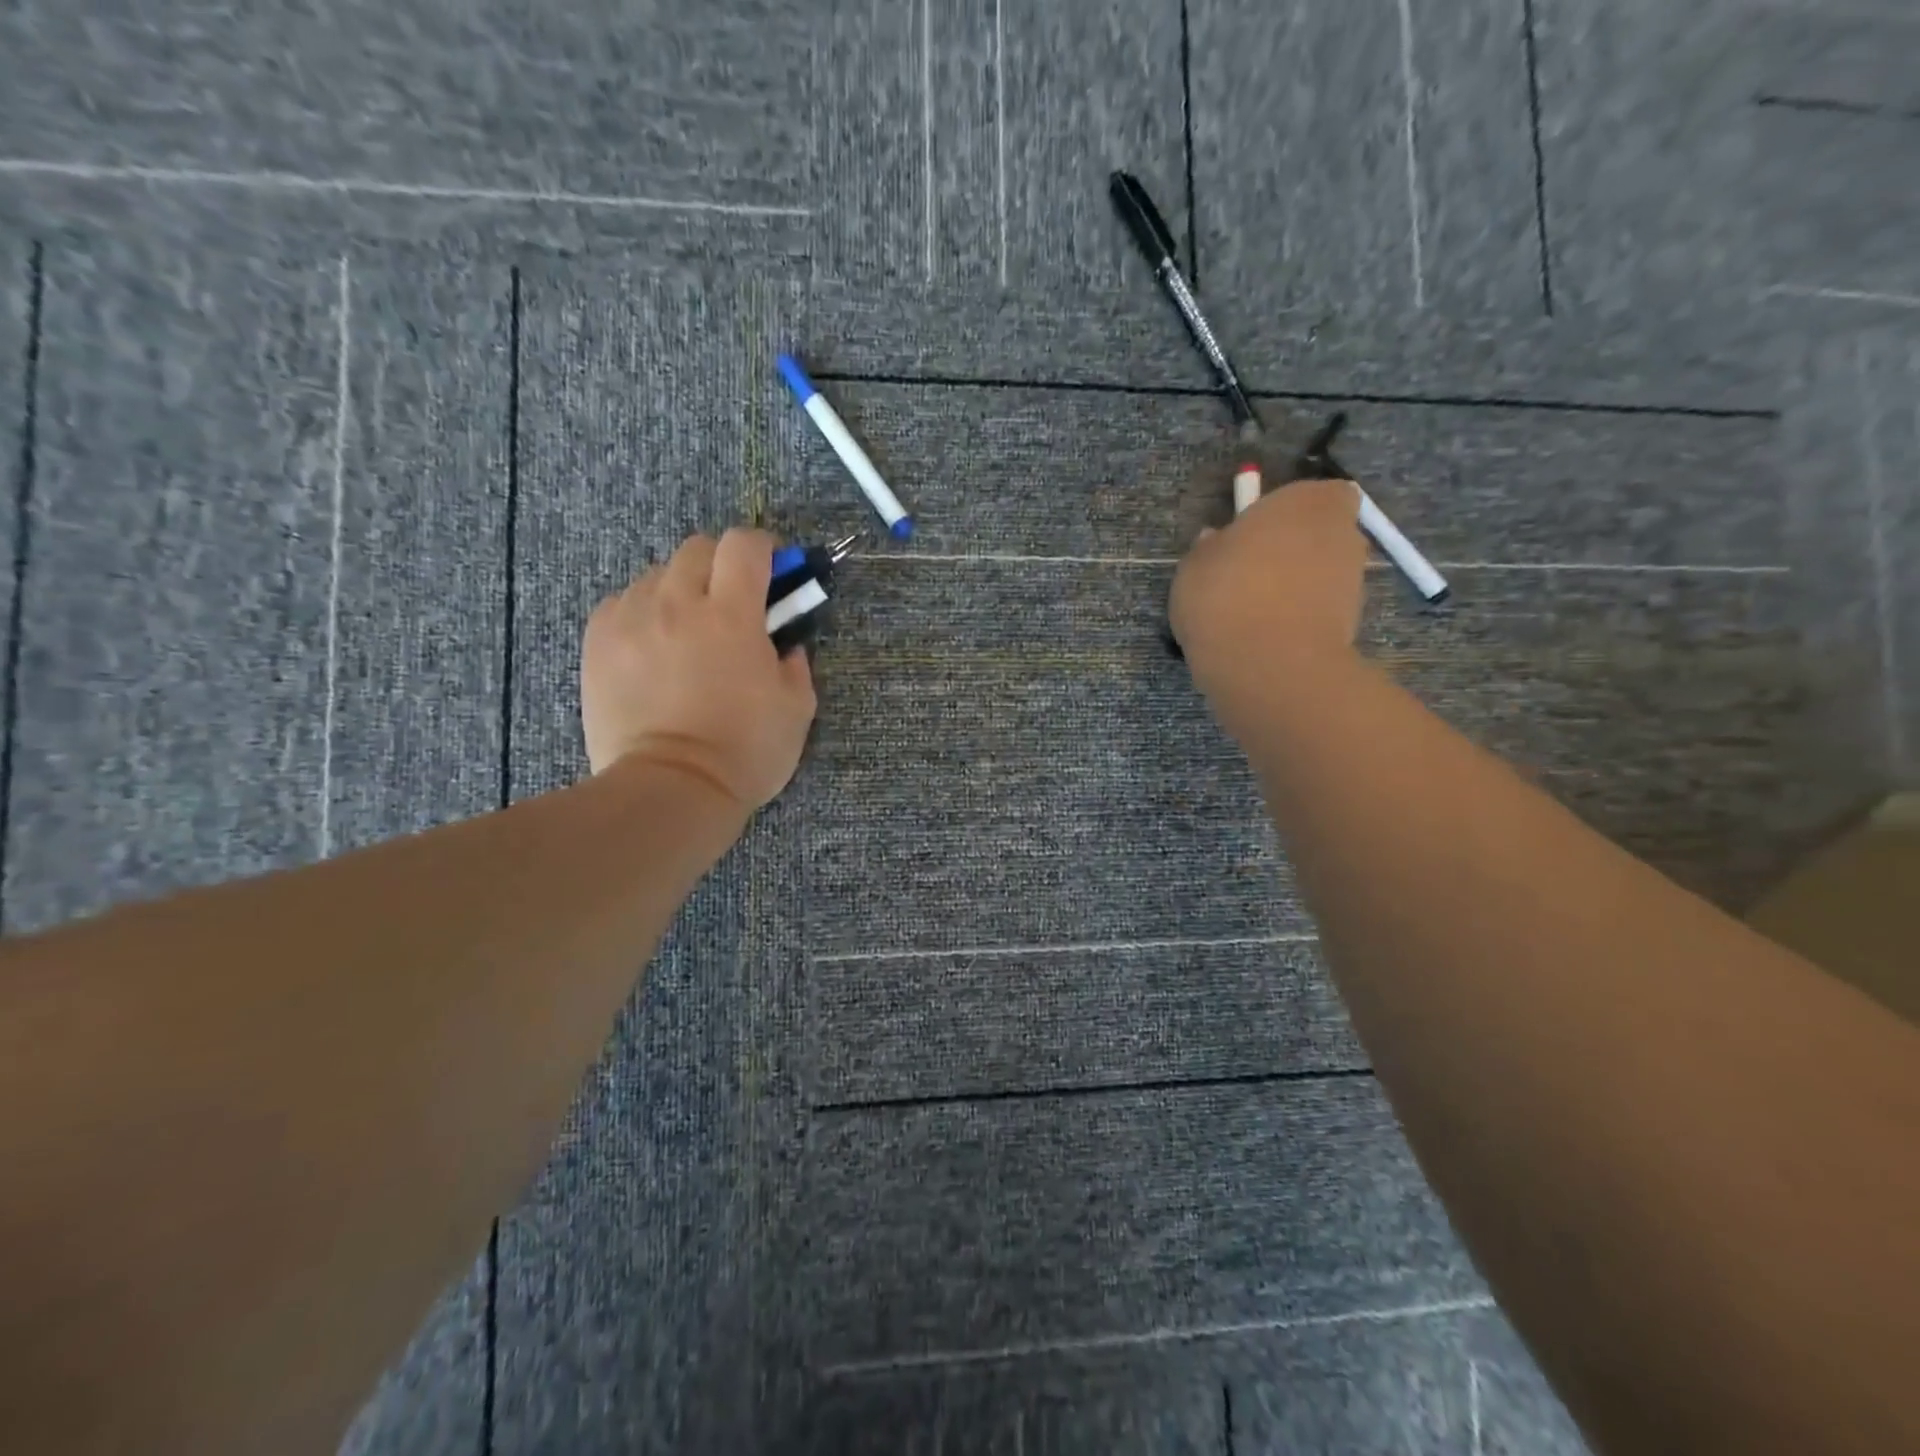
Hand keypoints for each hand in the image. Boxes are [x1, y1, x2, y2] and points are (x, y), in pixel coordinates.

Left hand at [580, 529, 816, 810]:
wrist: (671, 790)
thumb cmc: (745, 752)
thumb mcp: (797, 708)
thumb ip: (795, 662)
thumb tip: (783, 643)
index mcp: (732, 615)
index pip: (745, 545)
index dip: (763, 548)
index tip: (772, 569)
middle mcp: (677, 603)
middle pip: (697, 548)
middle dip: (721, 565)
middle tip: (731, 603)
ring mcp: (631, 619)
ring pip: (657, 574)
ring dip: (680, 590)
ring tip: (687, 630)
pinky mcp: (598, 641)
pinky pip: (623, 602)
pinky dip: (644, 612)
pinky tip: (653, 646)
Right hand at [1169, 478, 1366, 695]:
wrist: (1267, 664)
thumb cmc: (1226, 595)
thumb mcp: (1194, 564)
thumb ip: (1211, 548)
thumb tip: (1219, 542)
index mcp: (1306, 501)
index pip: (1316, 493)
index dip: (1288, 512)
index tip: (1255, 533)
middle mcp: (1342, 533)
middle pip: (1319, 534)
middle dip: (1291, 550)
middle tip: (1247, 574)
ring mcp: (1352, 581)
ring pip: (1320, 574)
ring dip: (1294, 587)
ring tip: (1250, 614)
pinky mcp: (1352, 624)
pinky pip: (1317, 611)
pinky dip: (1297, 619)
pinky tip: (1262, 639)